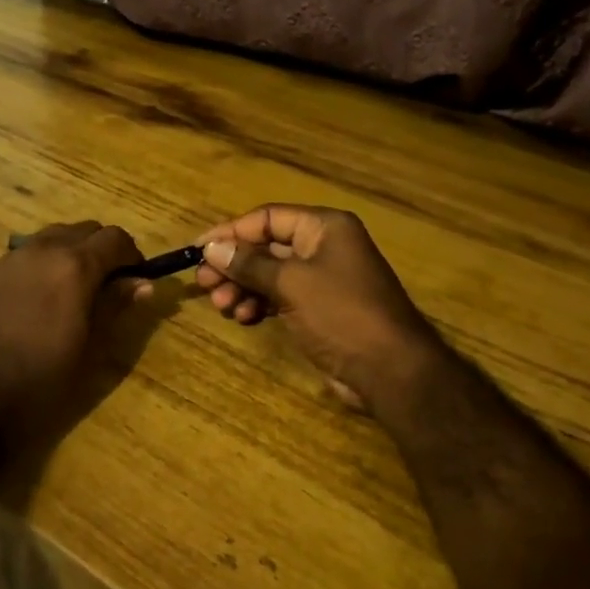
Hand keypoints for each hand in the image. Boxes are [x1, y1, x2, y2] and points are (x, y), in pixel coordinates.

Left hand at [0, 221, 145, 446]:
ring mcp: (14, 257)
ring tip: (78, 288)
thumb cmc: (42, 380)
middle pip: (86, 230)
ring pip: (57, 235)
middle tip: (111, 285)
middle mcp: (45, 249)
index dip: (132, 256)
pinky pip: (31, 250)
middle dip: (104, 250)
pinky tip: (46, 295)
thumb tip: (143, 283)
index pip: (116, 238)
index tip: (136, 280)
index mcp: (75, 266)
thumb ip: (116, 306)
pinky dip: (48, 259)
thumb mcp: (91, 347)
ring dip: (75, 250)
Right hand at [195, 204, 445, 407]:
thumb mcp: (291, 283)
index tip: (198, 248)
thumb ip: (249, 264)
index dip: (231, 232)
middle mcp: (324, 247)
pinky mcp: (320, 309)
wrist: (390, 370)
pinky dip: (260, 304)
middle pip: (267, 246)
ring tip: (223, 307)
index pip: (268, 218)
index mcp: (324, 227)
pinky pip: (281, 297)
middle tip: (203, 283)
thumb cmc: (341, 314)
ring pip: (270, 274)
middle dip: (234, 265)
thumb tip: (212, 248)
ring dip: (243, 287)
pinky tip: (244, 317)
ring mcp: (323, 279)